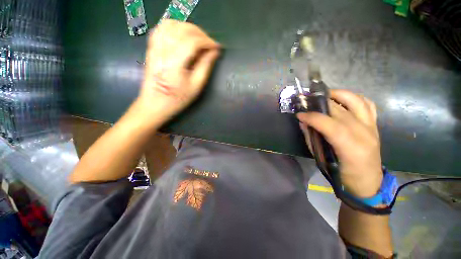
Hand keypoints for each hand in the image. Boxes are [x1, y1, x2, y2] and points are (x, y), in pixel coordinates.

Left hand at [137, 19, 220, 123]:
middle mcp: (163, 50)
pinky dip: (175, 26)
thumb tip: (214, 52)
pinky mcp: (151, 47)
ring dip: (188, 28)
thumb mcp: (196, 86)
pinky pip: (162, 28)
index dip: (207, 41)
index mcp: (174, 63)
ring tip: (198, 39)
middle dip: (200, 34)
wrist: (155, 103)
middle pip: (183, 30)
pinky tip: (183, 34)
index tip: (217, 47)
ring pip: (172, 24)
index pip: (193, 42)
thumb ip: (206, 66)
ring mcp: (155, 47)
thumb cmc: (178, 98)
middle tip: (209, 44)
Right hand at [297, 89, 381, 197]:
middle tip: (306, 103)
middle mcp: (364, 133)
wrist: (368, 182)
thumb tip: (304, 123)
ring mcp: (372, 127)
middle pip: (340, 110)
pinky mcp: (374, 125)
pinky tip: (342, 100)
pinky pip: (367, 104)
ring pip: (357, 101)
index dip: (313, 117)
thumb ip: (312, 139)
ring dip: (338, 94)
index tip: (299, 115)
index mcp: (351, 147)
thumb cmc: (343, 175)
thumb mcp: (322, 160)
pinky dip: (354, 98)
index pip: (331, 125)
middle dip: (320, 103)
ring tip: (324, 96)